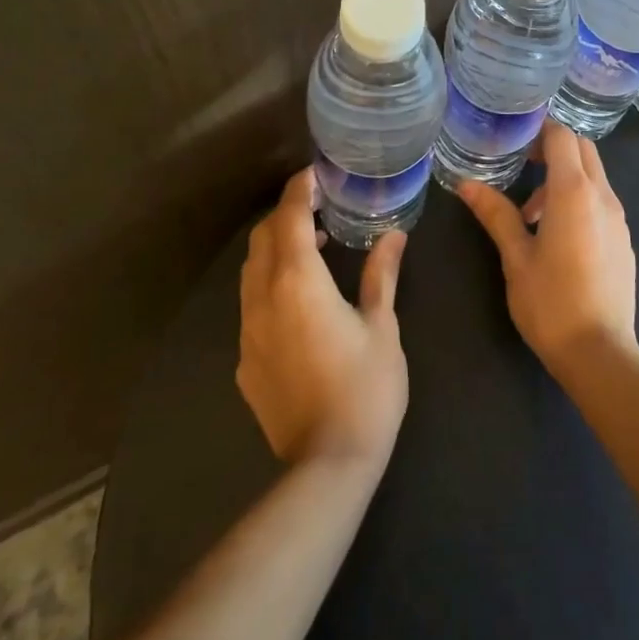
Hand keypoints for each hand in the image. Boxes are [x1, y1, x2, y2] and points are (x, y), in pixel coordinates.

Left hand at [238, 167, 408, 468]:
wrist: (326, 465)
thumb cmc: (365, 387)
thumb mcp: (382, 325)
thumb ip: (381, 275)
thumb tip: (394, 235)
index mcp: (298, 281)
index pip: (289, 217)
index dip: (300, 190)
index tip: (316, 174)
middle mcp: (263, 298)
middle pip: (262, 238)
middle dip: (285, 215)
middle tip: (319, 209)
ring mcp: (248, 331)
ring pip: (251, 271)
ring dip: (276, 249)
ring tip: (312, 249)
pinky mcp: (245, 361)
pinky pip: (251, 305)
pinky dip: (270, 284)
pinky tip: (300, 303)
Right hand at [456, 119, 637, 373]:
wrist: (600, 352)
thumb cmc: (550, 302)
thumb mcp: (515, 257)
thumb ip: (495, 214)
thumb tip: (466, 184)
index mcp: (574, 192)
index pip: (562, 136)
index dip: (540, 131)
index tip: (516, 142)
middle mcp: (602, 195)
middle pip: (583, 149)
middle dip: (554, 148)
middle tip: (523, 166)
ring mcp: (619, 218)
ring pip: (594, 175)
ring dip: (565, 178)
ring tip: (531, 215)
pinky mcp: (625, 239)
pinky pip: (602, 201)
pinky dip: (580, 199)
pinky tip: (559, 237)